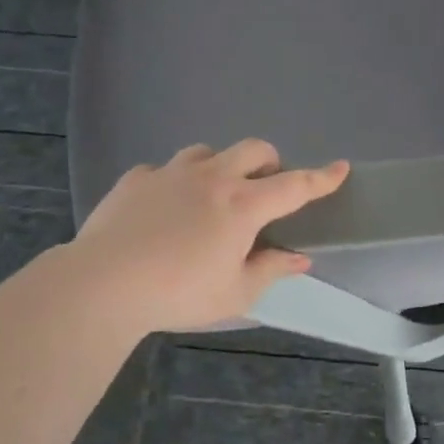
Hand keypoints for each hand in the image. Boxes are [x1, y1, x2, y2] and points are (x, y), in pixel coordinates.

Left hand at [71, 140, 348, 334]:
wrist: (103, 284)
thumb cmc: (178, 293)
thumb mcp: (235, 293)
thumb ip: (270, 270)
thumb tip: (299, 258)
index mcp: (242, 206)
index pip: (294, 186)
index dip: (322, 177)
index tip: (341, 167)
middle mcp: (212, 178)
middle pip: (254, 150)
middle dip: (271, 162)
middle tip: (267, 189)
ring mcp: (171, 173)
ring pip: (208, 151)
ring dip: (221, 167)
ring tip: (214, 195)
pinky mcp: (136, 179)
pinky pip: (164, 170)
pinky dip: (175, 182)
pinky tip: (165, 208)